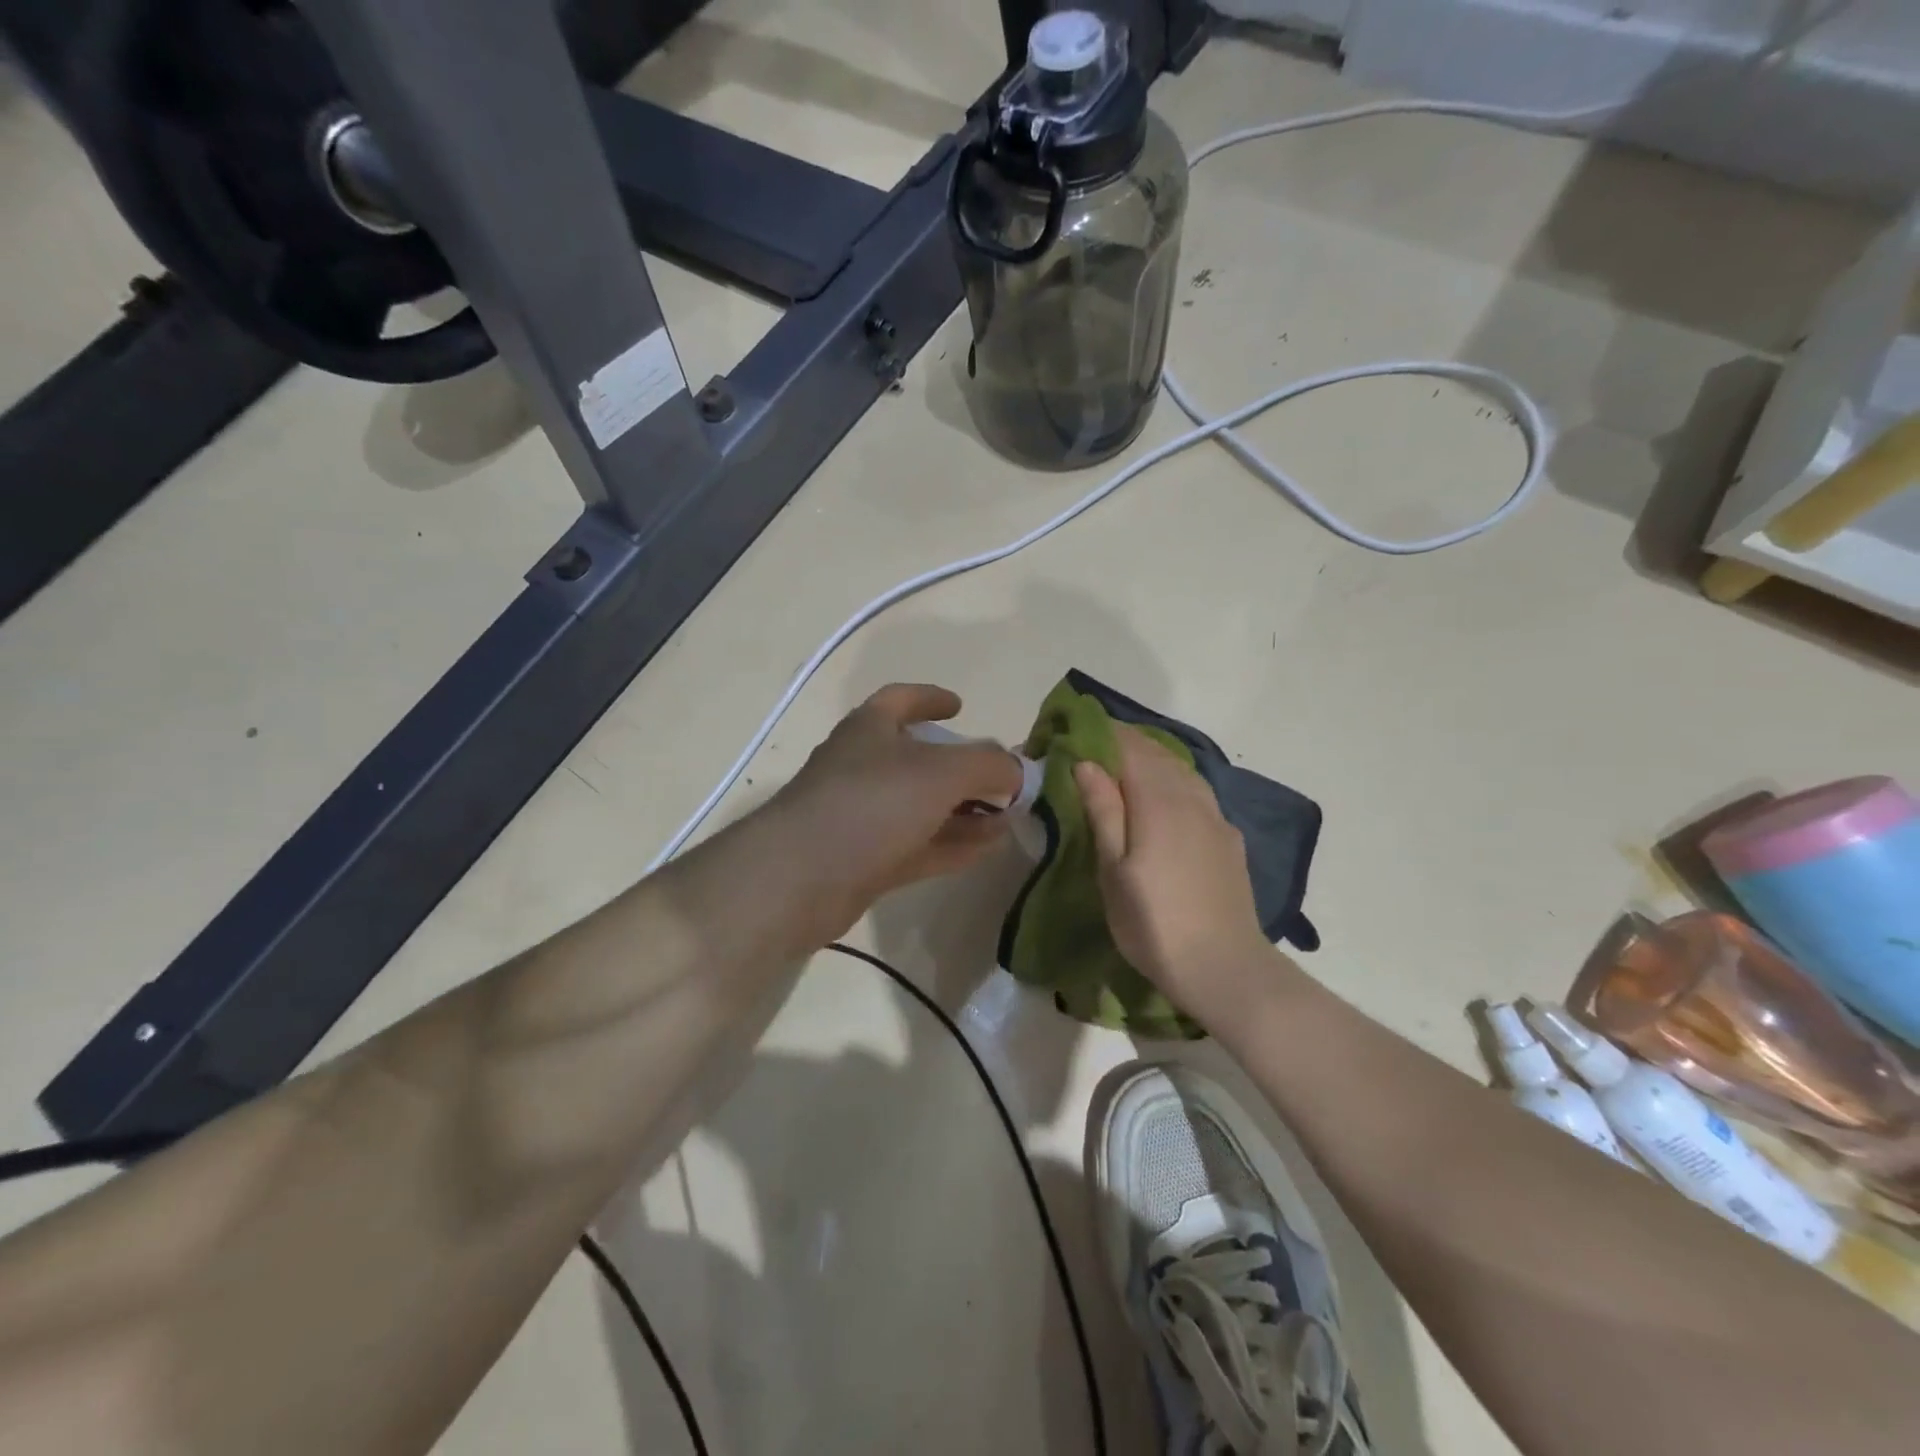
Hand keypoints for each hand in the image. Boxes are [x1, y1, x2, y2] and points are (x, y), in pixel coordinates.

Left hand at [769, 684, 1023, 941]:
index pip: (901, 699)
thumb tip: (1017, 770)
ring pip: (922, 807)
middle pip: (919, 758)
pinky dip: (953, 843)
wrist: (802, 876)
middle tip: (1001, 778)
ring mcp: (863, 816)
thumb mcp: (942, 772)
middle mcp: (863, 767)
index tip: (961, 706)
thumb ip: (988, 764)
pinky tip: (989, 847)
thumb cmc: (872, 803)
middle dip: (962, 767)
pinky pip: (919, 845)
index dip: (931, 698)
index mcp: (870, 729)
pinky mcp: (865, 860)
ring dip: (965, 810)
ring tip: (1008, 817)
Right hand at [1075, 727, 1277, 1019]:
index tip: (1078, 729)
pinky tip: (1167, 798)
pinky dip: (1176, 782)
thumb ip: (1103, 811)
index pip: (1131, 749)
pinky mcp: (1229, 839)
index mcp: (1159, 802)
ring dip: (1154, 760)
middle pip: (1159, 755)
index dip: (1106, 733)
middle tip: (1096, 745)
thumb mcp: (1114, 870)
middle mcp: (1192, 798)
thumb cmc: (1153, 922)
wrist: (1224, 967)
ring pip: (1183, 771)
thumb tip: (1087, 763)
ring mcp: (1216, 818)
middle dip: (1128, 743)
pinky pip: (1199, 793)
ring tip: (1127, 766)